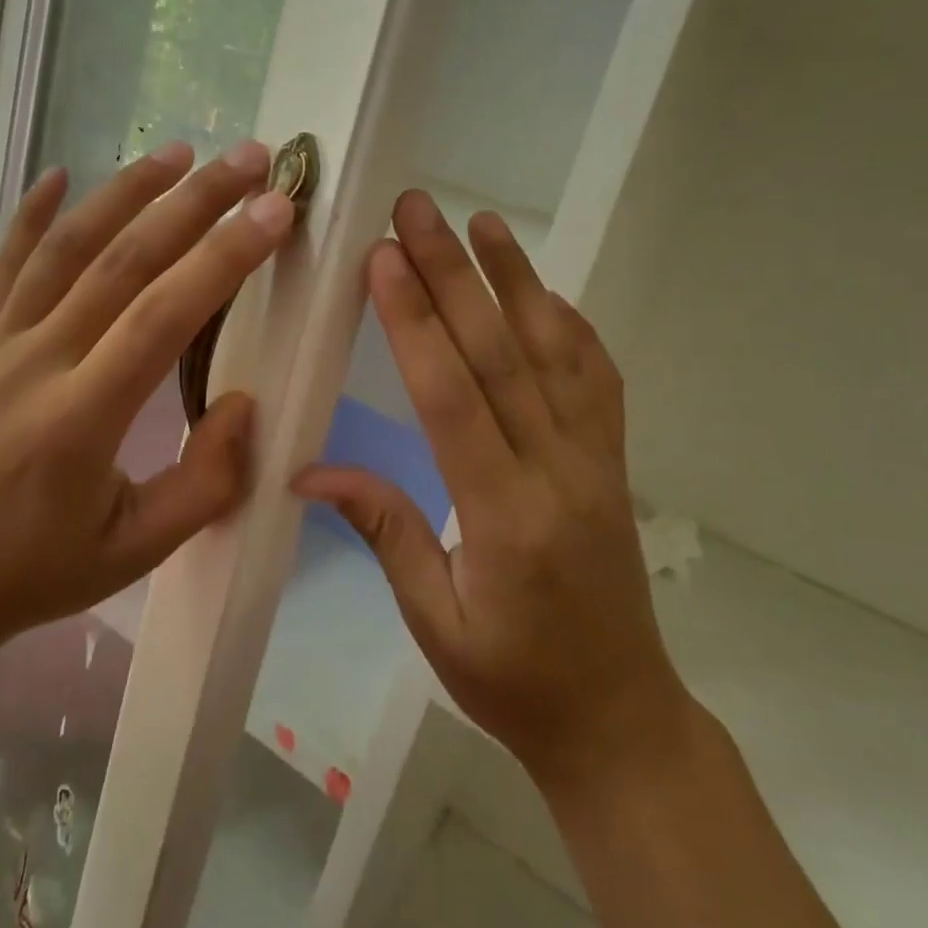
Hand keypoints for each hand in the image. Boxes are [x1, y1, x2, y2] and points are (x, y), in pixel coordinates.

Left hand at [0, 140, 295, 663]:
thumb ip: (204, 483)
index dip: (223, 258)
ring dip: (125, 192)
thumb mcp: (137, 551)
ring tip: (178, 152)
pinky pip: (6, 265)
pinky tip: (60, 174)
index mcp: (81, 419)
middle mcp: (37, 364)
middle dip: (193, 203)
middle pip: (122, 261)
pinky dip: (33, 215)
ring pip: (66, 248)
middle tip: (248, 159)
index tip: (274, 211)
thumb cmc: (39, 569)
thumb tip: (244, 403)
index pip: (163, 317)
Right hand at [295, 190, 689, 792]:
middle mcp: (556, 471)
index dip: (415, 322)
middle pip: (499, 354)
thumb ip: (383, 530)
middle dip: (453, 273)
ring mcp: (596, 460)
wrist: (618, 717)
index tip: (384, 258)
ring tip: (482, 221)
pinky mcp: (613, 461)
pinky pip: (597, 378)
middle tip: (418, 210)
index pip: (451, 397)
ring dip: (516, 279)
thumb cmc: (512, 680)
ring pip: (555, 351)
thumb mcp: (434, 619)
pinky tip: (545, 291)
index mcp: (503, 516)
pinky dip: (571, 326)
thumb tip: (308, 472)